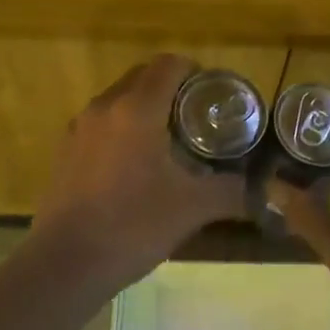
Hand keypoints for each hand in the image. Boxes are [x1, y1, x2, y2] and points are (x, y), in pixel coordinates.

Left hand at [29, 54, 246, 299]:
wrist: (65, 264)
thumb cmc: (133, 226)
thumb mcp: (192, 208)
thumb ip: (232, 193)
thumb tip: (264, 192)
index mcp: (137, 109)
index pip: (168, 65)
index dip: (194, 70)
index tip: (213, 92)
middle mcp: (105, 107)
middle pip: (142, 76)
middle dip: (170, 86)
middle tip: (197, 114)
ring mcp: (79, 128)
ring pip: (118, 98)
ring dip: (144, 106)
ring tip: (168, 138)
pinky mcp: (65, 151)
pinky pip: (101, 123)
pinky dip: (121, 127)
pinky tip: (135, 163)